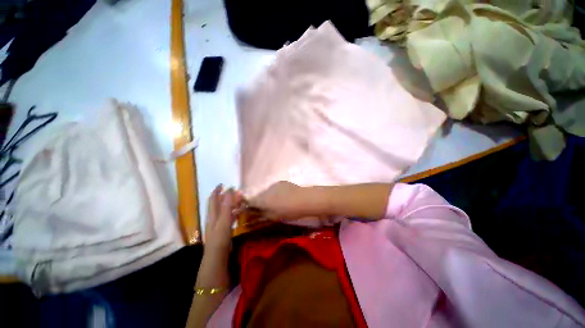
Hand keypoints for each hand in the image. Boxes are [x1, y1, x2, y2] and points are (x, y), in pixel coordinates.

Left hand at [204, 185, 239, 254]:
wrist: (217, 258)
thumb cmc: (219, 239)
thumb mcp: (224, 222)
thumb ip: (227, 207)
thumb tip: (229, 191)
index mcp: (213, 215)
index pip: (213, 199)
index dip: (217, 191)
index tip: (223, 184)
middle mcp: (214, 218)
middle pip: (219, 204)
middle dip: (226, 196)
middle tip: (235, 191)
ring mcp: (219, 224)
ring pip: (225, 210)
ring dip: (231, 204)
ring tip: (240, 199)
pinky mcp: (224, 230)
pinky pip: (229, 217)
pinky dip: (234, 212)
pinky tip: (240, 212)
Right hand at [248, 181, 317, 220]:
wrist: (303, 199)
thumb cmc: (288, 211)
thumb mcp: (273, 217)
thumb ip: (261, 215)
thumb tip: (253, 214)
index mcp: (262, 199)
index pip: (250, 201)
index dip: (249, 206)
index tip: (251, 211)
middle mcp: (266, 190)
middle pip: (259, 196)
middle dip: (260, 202)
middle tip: (267, 209)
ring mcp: (274, 185)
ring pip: (267, 192)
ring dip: (269, 197)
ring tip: (278, 203)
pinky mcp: (281, 182)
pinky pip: (275, 188)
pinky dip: (276, 193)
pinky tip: (284, 197)